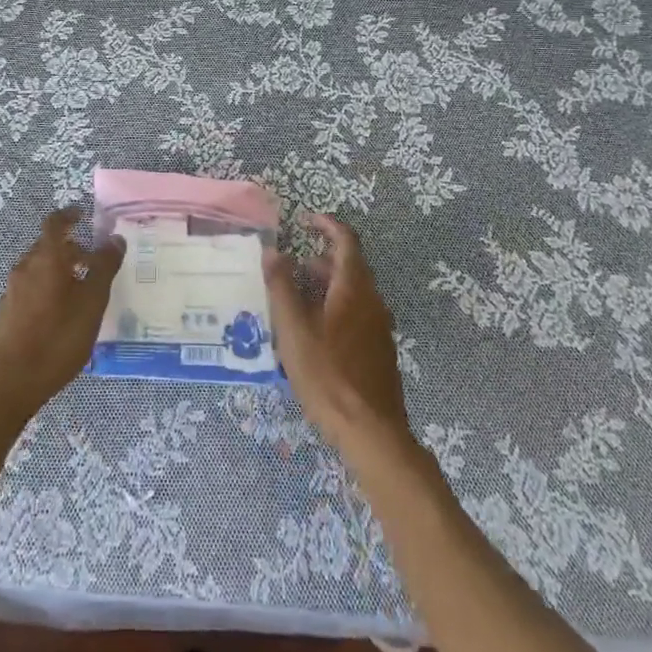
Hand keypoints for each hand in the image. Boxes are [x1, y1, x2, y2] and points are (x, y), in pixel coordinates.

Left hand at [0, 207, 125, 429]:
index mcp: (46, 258)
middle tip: (93, 261)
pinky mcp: (5, 314)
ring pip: (39, 269)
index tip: (83, 215)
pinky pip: (30, 289)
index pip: (55, 223)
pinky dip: (48, 290)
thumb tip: (115, 238)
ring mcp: (12, 291)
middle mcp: (25, 268)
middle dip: (70, 249)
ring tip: (82, 292)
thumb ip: (104, 268)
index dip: (69, 215)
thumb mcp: (91, 304)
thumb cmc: (56, 339)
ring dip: (59, 271)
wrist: (6, 385)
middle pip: (48, 247)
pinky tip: (61, 317)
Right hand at [264, 212, 410, 452]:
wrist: (371, 432)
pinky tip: (314, 331)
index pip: (346, 240)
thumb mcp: (294, 330)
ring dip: (326, 284)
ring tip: (296, 298)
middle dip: (320, 258)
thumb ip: (281, 287)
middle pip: (350, 265)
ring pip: (353, 291)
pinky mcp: (378, 350)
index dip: (327, 225)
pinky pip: (356, 313)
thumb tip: (272, 251)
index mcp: (354, 288)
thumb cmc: (328, 375)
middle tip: (292, 265)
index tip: (305, 219)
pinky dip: (335, 306)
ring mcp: (379, 327)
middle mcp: (372, 301)